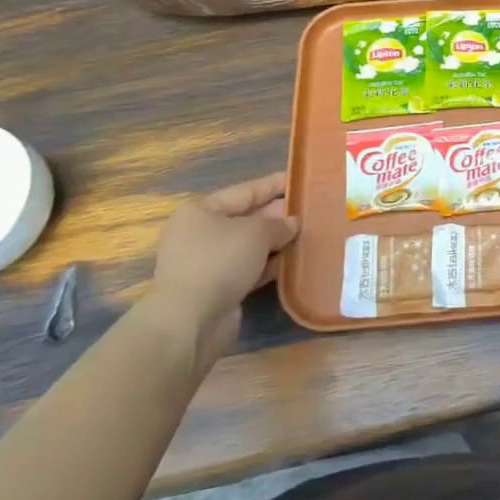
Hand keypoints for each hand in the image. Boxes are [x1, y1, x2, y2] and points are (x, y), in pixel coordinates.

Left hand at [145, 171, 297, 363]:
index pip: (244, 191)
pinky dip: (266, 266)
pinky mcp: (214, 290)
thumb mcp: (256, 232)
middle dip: (276, 216)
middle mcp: (199, 234)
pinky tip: (290, 263)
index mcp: (201, 211)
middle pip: (245, 219)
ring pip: (247, 247)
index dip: (272, 185)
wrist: (190, 320)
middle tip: (308, 211)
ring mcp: (205, 264)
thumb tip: (292, 224)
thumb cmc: (220, 261)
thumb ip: (278, 224)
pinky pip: (246, 270)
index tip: (297, 179)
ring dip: (274, 243)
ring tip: (305, 236)